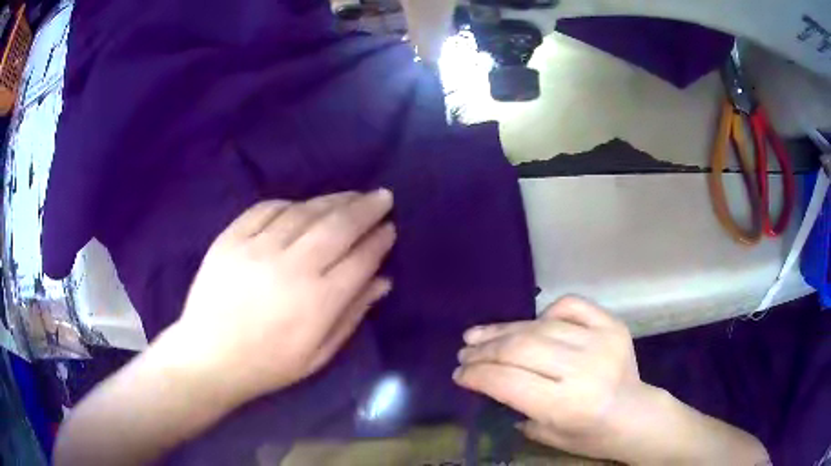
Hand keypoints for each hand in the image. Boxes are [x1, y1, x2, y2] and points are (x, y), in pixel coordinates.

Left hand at [173, 190, 395, 403]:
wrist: (209, 357)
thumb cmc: (268, 364)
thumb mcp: (319, 354)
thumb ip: (352, 315)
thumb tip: (382, 281)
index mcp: (318, 301)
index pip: (360, 259)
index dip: (379, 240)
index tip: (390, 228)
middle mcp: (292, 267)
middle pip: (338, 226)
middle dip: (366, 208)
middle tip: (381, 197)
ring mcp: (258, 248)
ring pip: (305, 211)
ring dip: (333, 200)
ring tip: (350, 196)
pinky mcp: (231, 238)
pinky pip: (266, 209)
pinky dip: (289, 203)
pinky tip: (301, 206)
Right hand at [453, 296, 653, 461]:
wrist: (635, 415)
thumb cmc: (589, 436)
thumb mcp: (547, 434)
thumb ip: (515, 406)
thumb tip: (487, 379)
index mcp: (567, 405)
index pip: (508, 381)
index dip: (477, 375)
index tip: (459, 374)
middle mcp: (584, 369)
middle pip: (521, 348)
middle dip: (485, 350)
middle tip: (464, 352)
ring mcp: (600, 341)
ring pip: (540, 325)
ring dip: (504, 330)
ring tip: (480, 335)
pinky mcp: (612, 325)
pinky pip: (570, 305)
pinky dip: (546, 312)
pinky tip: (532, 323)